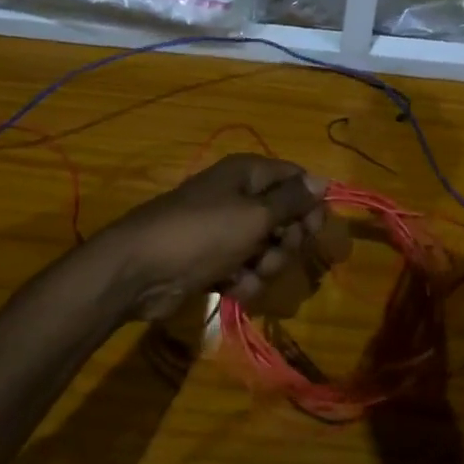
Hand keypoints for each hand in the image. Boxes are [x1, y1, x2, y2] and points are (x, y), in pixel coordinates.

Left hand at [102, 154, 329, 322]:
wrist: (140, 271)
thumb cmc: (202, 233)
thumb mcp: (255, 214)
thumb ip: (292, 200)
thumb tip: (323, 181)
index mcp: (248, 174)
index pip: (296, 180)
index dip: (311, 204)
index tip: (314, 230)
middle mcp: (239, 197)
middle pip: (286, 218)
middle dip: (286, 242)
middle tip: (274, 253)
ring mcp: (225, 231)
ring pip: (268, 249)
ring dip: (267, 267)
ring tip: (249, 274)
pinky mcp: (214, 261)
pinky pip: (247, 270)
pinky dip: (246, 281)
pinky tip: (234, 289)